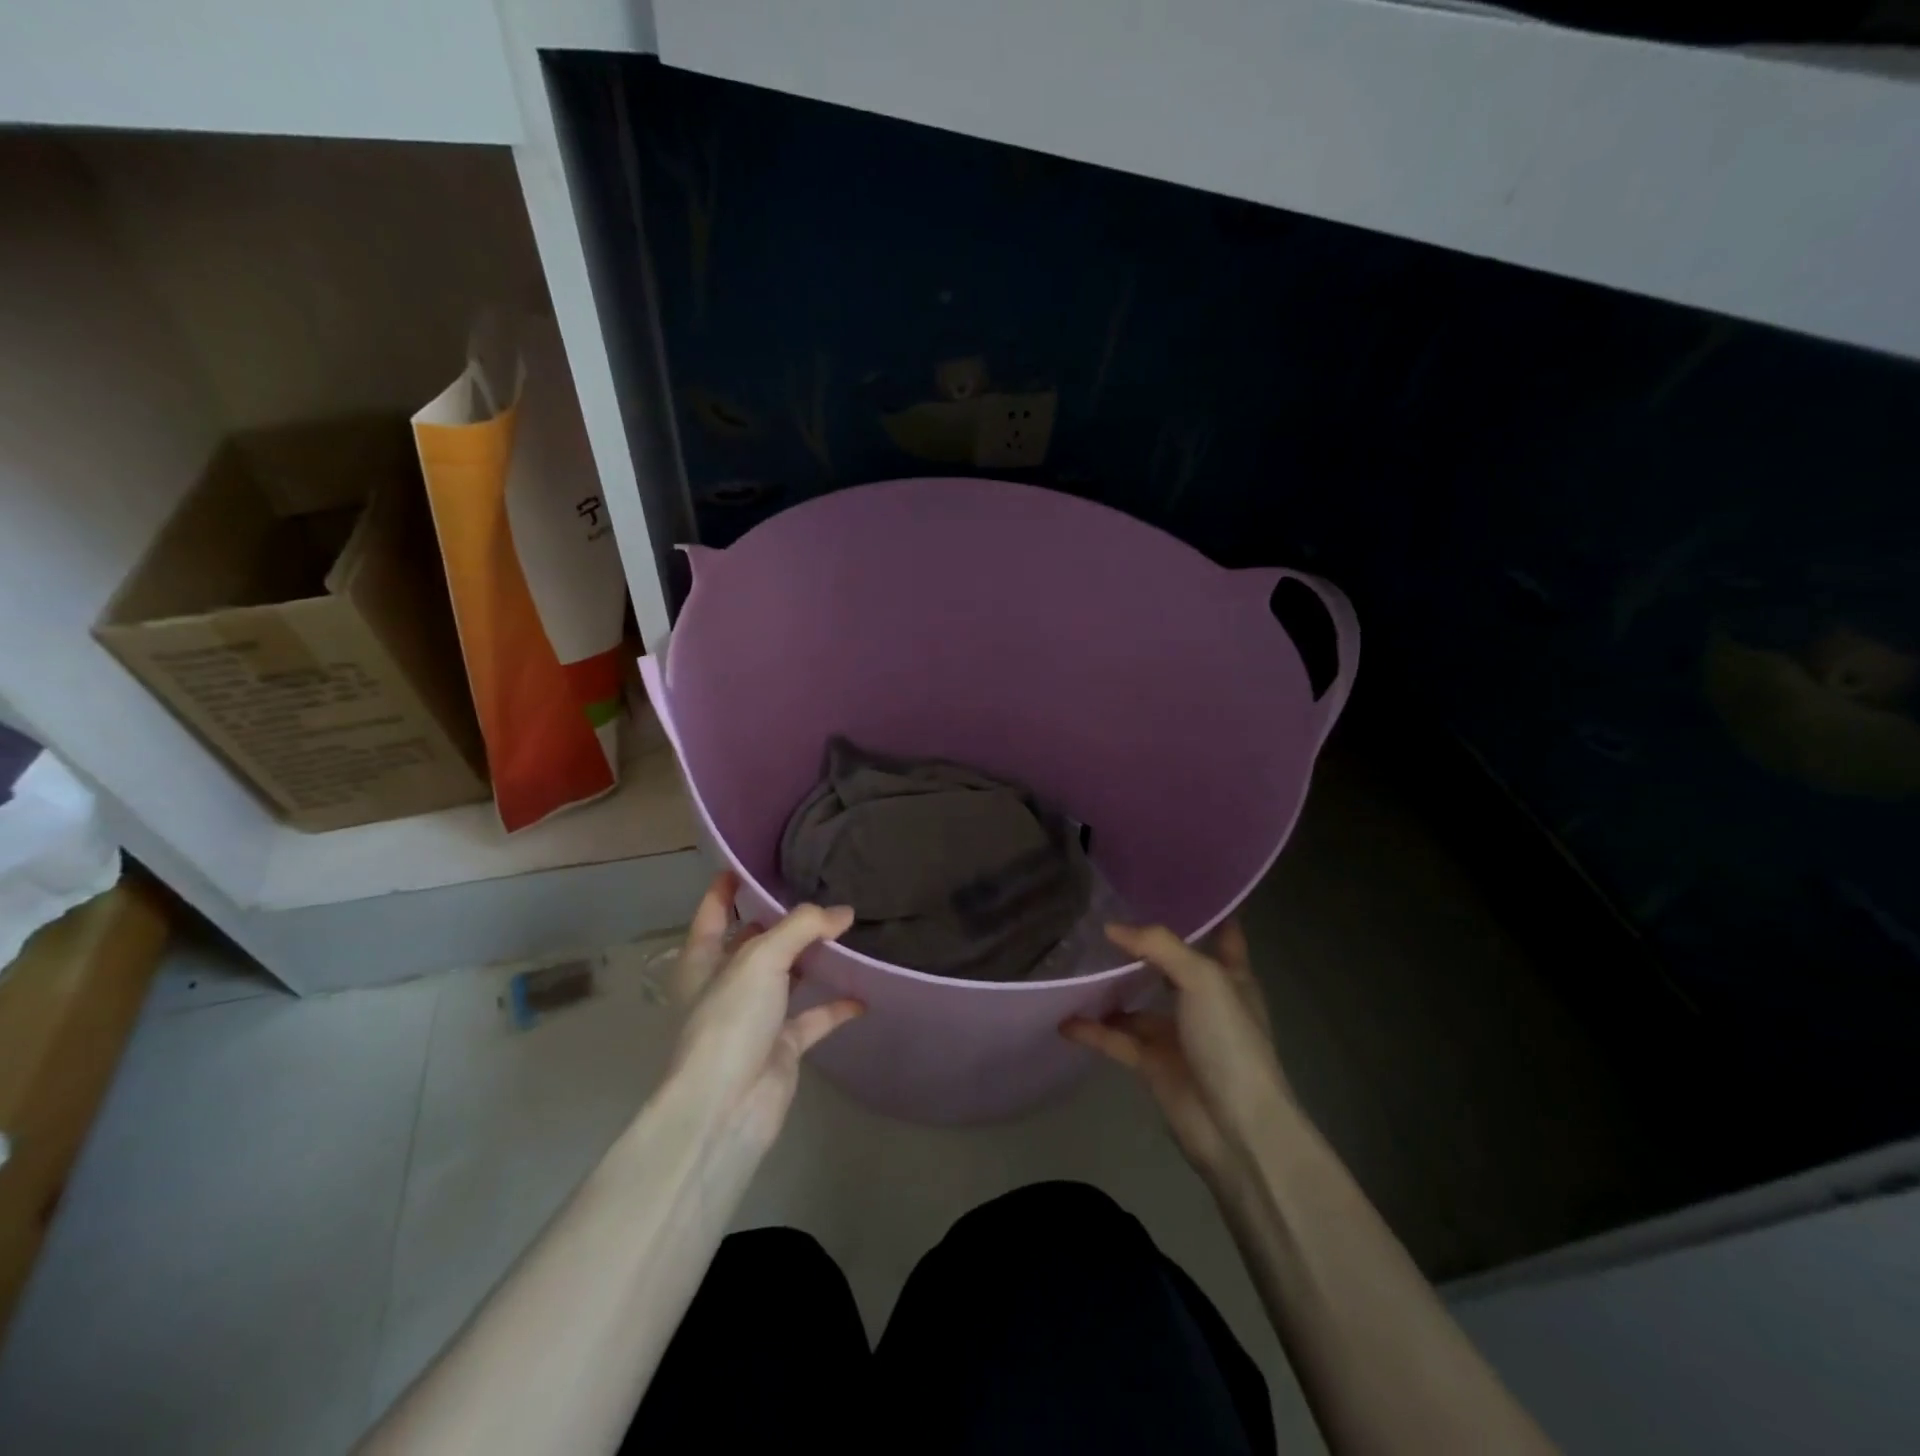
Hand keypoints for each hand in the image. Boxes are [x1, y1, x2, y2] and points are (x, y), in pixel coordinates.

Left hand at [666, 872, 863, 1152]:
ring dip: (814, 958)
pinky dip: (837, 1005)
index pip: (714, 911)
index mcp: (704, 959)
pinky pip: (815, 1017)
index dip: (728, 886)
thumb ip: (803, 927)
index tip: (751, 862)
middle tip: (821, 889)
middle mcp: (727, 983)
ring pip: (789, 977)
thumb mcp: (761, 959)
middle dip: (783, 920)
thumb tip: (844, 912)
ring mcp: (756, 1016)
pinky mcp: (782, 1046)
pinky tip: (864, 991)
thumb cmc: (730, 1021)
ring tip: (848, 930)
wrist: (726, 1108)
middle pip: (757, 941)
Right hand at [1063, 921, 1290, 1186]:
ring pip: (1137, 1004)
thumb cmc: (1230, 1042)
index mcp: (1230, 979)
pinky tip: (1064, 1018)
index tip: (1176, 889)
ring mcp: (1177, 1036)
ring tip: (1075, 964)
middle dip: (1143, 948)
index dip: (1207, 914)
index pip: (1223, 937)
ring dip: (1111, 990)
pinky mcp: (1153, 1065)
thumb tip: (1112, 928)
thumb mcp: (1203, 979)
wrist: (1236, 1128)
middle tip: (1103, 920)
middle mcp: (1204, 1003)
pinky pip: (1116, 1040)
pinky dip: (1092, 1030)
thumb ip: (1159, 946)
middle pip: (1170, 967)